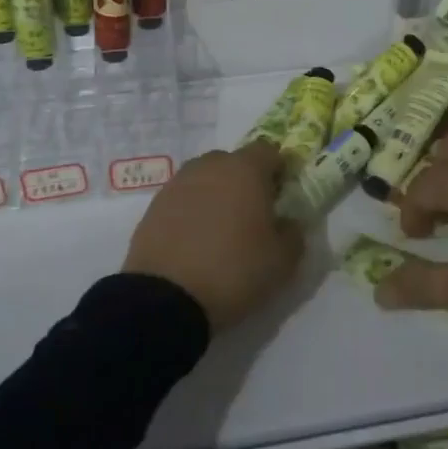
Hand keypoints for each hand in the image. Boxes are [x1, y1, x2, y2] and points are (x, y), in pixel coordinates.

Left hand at [123, 142, 302, 332]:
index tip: (281, 196)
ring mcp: (178, 183)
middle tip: (251, 215)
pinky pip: (182, 198)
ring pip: (205, 178)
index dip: (278, 170)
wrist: (165, 298)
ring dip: (216, 195)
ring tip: (220, 230)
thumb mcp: (282, 262)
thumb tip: (287, 222)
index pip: (268, 151)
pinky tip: (194, 241)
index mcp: (245, 170)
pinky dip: (191, 211)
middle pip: (234, 162)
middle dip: (245, 182)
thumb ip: (293, 233)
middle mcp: (210, 166)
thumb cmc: (234, 270)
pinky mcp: (154, 205)